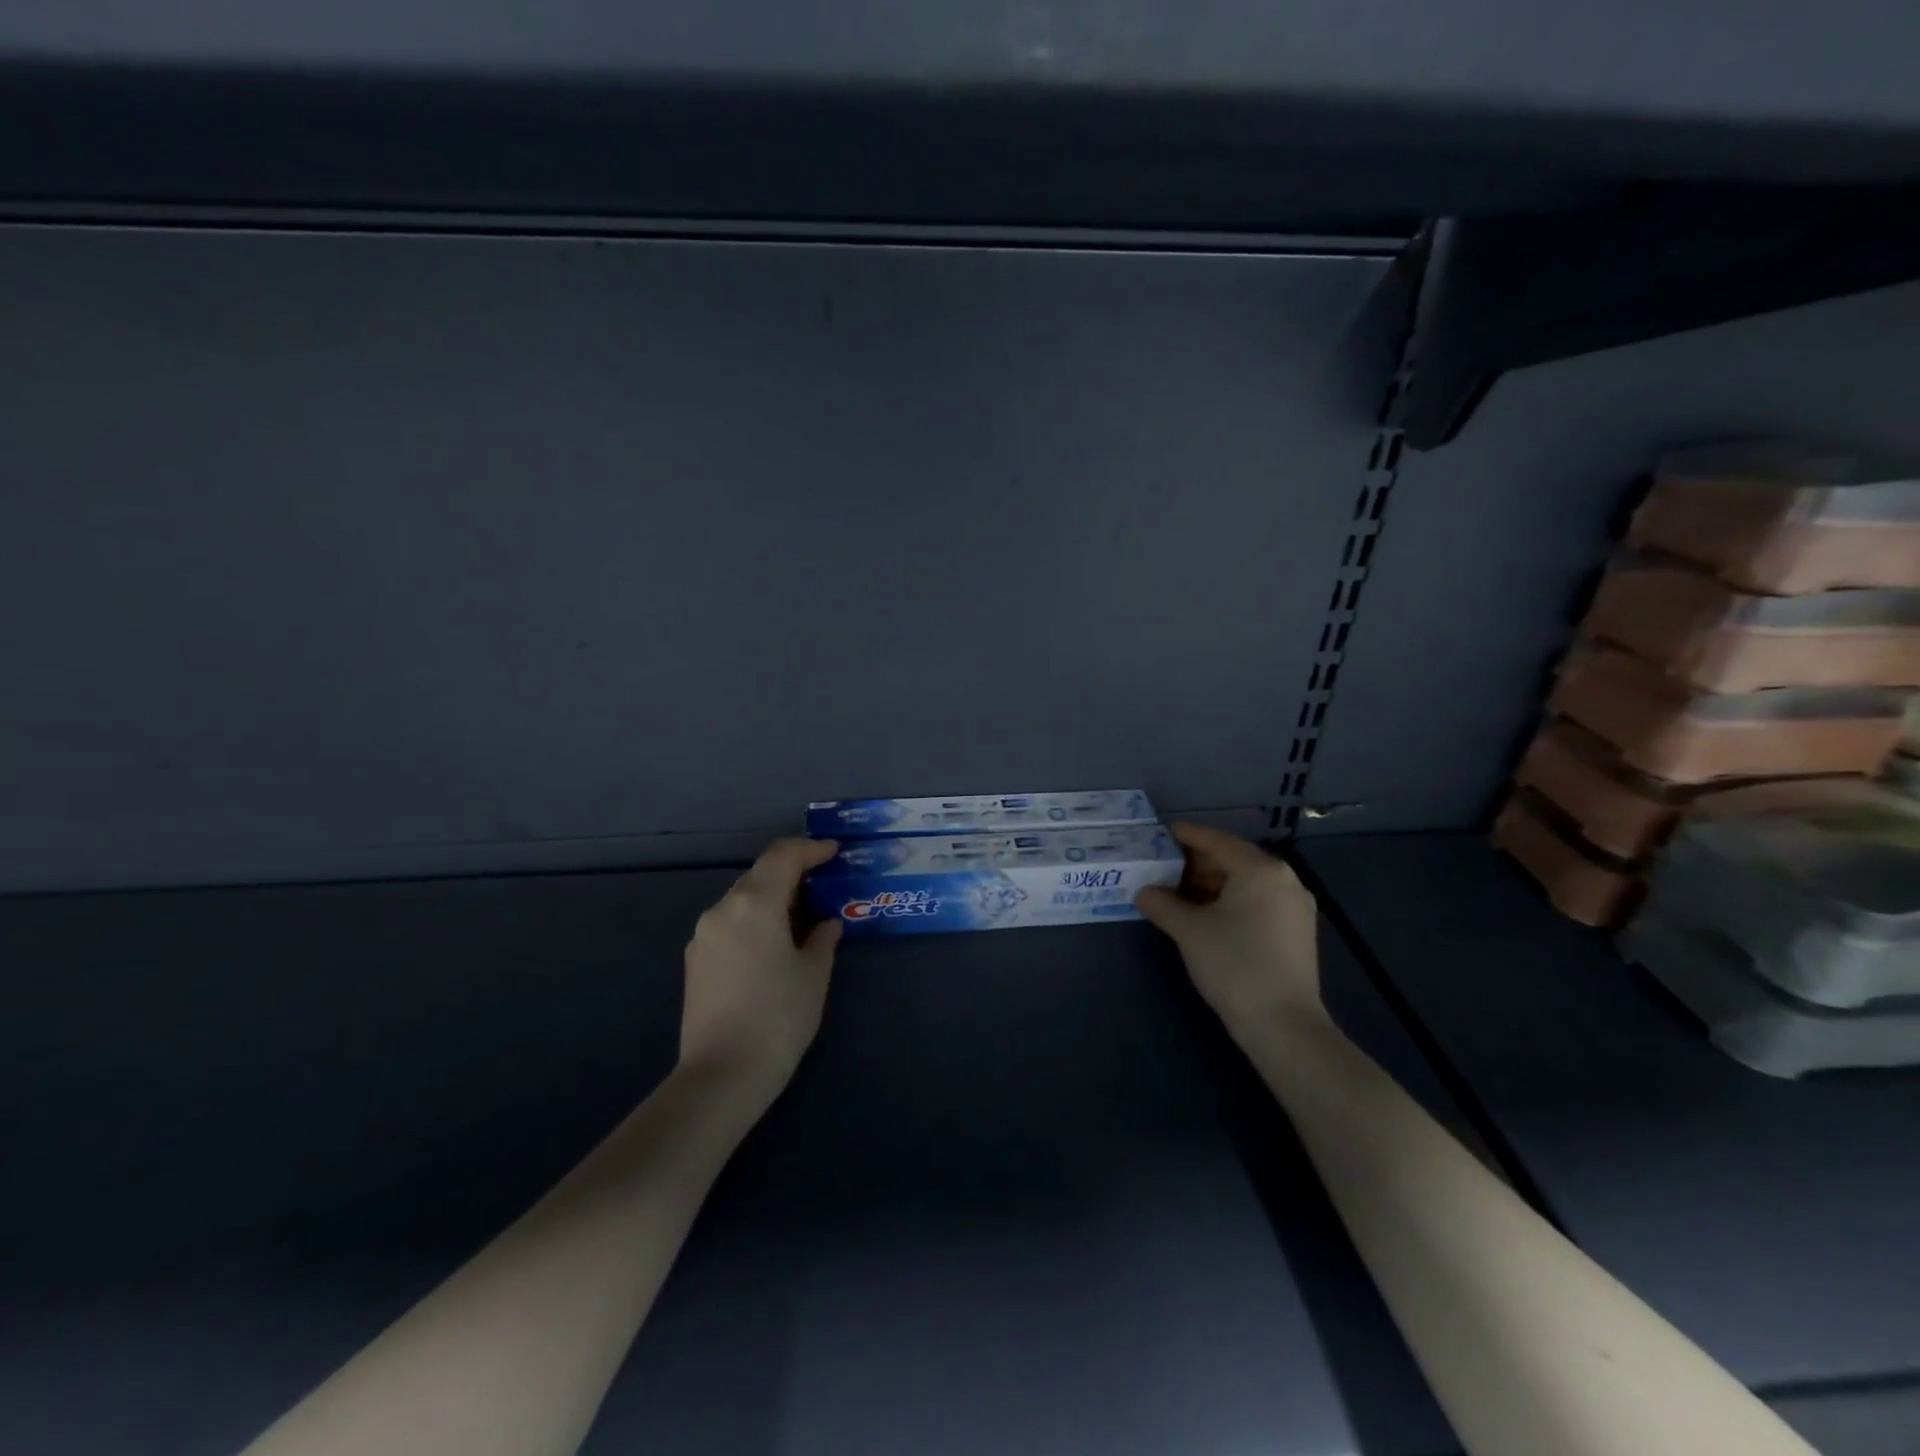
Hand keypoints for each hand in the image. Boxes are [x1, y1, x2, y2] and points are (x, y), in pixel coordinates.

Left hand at [680, 838, 841, 1109]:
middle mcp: (722, 909)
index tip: (834, 853)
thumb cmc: (778, 1018)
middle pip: (761, 874)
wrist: (721, 1076)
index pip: (783, 856)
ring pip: (743, 899)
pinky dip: (755, 919)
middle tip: (823, 884)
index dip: (811, 849)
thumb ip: (822, 939)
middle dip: (793, 872)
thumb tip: (825, 924)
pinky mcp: (696, 960)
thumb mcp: (813, 975)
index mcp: (754, 903)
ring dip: (773, 897)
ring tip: (802, 916)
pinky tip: (773, 943)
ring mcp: (703, 935)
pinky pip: (730, 923)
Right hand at [1135, 823, 1324, 1041]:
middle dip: (1196, 863)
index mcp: (1260, 869)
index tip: (1159, 834)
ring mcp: (1294, 906)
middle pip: (1232, 858)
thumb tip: (1143, 892)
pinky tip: (1205, 914)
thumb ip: (1161, 903)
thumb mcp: (1188, 930)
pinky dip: (1230, 900)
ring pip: (1245, 882)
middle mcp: (1283, 879)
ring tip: (1177, 892)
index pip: (1216, 840)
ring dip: (1211, 884)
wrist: (1282, 1025)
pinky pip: (1257, 901)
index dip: (1185, 836)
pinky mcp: (1295, 930)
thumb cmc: (1233, 965)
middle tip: (1162, 867)